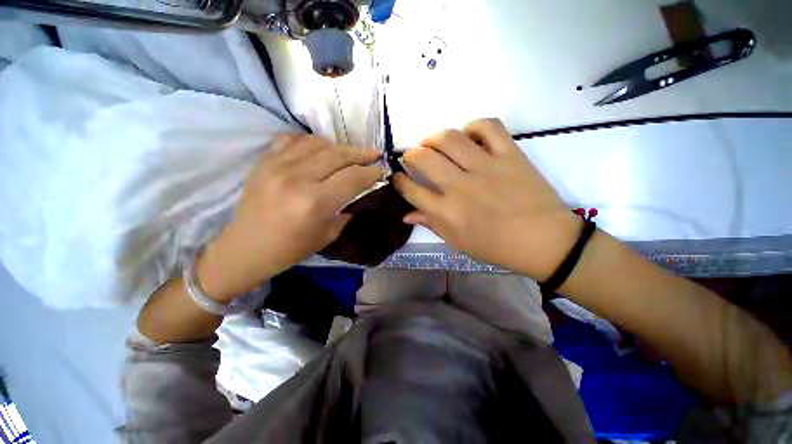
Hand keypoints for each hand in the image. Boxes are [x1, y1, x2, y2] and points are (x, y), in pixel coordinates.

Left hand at [198, 134, 381, 300]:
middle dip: (361, 154)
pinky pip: (293, 139)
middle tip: (373, 155)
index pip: (353, 177)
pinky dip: (311, 142)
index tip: (381, 170)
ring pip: (318, 142)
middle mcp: (298, 177)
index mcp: (316, 202)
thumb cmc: (292, 248)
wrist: (247, 247)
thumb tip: (363, 191)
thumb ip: (348, 208)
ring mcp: (277, 165)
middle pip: (338, 155)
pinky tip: (319, 150)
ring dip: (338, 147)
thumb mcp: (329, 234)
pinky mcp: (264, 160)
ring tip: (348, 155)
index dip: (371, 172)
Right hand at [393, 118, 580, 280]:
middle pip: (423, 159)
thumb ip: (431, 224)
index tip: (397, 176)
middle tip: (413, 157)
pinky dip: (474, 127)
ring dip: (434, 137)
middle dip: (410, 155)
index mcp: (447, 213)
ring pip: (449, 139)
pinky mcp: (510, 155)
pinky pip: (488, 127)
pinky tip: (470, 137)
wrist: (545, 241)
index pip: (411, 190)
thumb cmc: (497, 247)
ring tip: (433, 143)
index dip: (398, 180)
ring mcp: (486, 168)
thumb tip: (406, 214)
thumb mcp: (458, 242)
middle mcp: (460, 187)